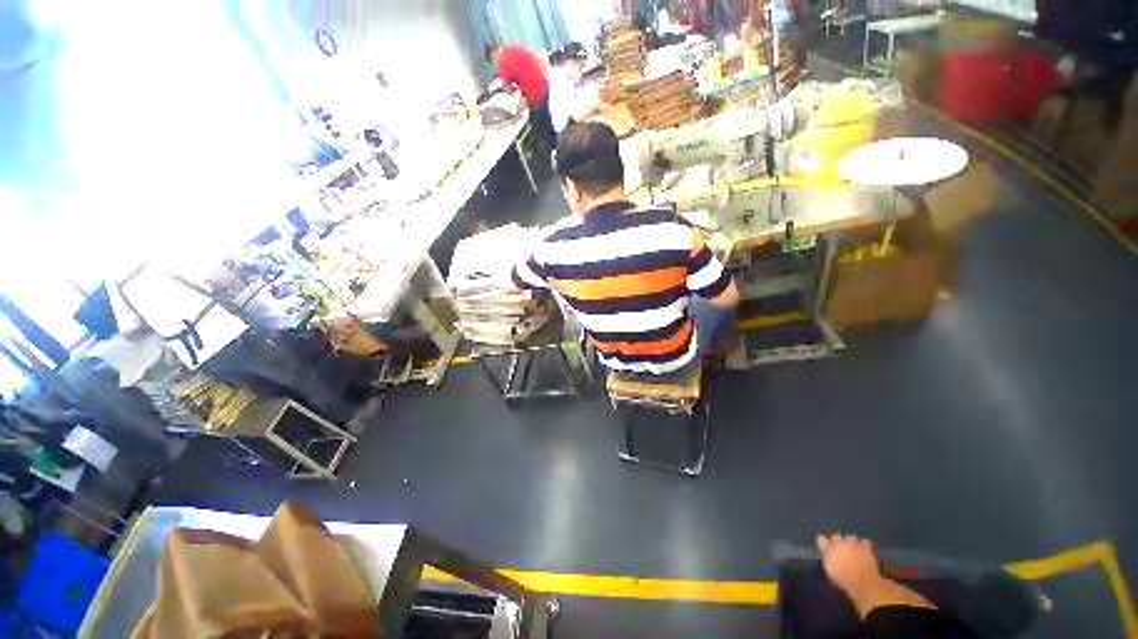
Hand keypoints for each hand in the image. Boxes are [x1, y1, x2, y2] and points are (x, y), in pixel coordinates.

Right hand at [816, 534, 882, 595]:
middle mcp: (839, 544)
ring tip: (853, 549)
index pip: (821, 539)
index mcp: (829, 549)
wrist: (863, 583)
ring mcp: (853, 545)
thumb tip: (827, 555)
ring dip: (851, 542)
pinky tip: (864, 550)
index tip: (825, 547)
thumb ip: (827, 560)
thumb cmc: (844, 580)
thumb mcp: (830, 571)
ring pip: (850, 537)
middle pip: (836, 536)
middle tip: (840, 549)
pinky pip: (865, 541)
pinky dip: (864, 545)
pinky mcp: (865, 548)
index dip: (823, 542)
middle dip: (837, 541)